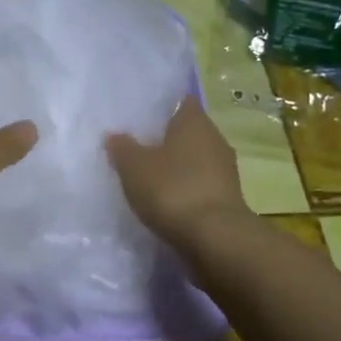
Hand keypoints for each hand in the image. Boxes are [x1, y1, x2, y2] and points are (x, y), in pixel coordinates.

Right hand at [105, 96, 250, 249]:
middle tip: (136, 146)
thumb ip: (122, 148)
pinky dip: (183, 189)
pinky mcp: (226, 199)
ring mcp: (224, 171)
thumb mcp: (134, 167)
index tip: (139, 115)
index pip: (180, 101)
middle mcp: (215, 139)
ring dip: (175, 167)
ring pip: (194, 160)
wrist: (214, 239)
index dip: (160, 106)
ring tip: (146, 176)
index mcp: (194, 121)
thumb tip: (114, 135)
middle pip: (187, 132)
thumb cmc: (172, 190)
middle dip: (164, 138)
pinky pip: (199, 185)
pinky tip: (164, 201)